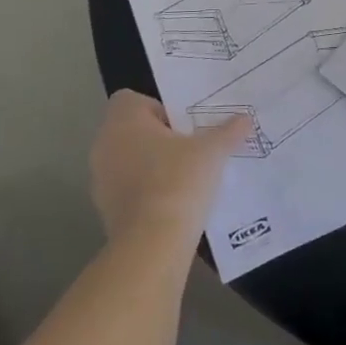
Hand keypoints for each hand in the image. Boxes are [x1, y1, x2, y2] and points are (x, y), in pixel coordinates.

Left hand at [90, 90, 248, 249]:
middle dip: (159, 138)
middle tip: (190, 148)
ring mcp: (100, 180)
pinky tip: (173, 203)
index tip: (182, 125)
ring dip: (152, 166)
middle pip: (132, 130)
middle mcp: (104, 144)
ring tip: (185, 177)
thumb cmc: (178, 181)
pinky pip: (127, 189)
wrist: (152, 245)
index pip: (132, 99)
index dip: (158, 108)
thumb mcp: (212, 151)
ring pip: (128, 161)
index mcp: (123, 120)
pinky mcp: (104, 211)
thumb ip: (228, 131)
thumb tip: (246, 119)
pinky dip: (146, 192)